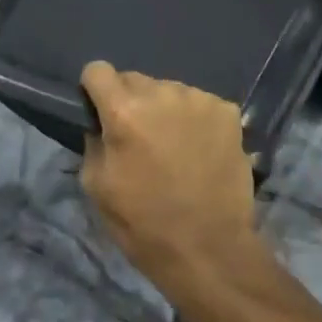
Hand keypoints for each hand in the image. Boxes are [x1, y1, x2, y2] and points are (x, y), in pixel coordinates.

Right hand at [79, 63, 259, 292]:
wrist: (211, 251)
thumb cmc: (145, 225)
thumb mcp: (97, 188)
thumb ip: (94, 142)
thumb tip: (100, 123)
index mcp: (125, 110)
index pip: (98, 70)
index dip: (95, 90)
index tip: (100, 111)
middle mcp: (162, 92)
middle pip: (135, 79)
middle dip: (131, 102)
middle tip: (139, 138)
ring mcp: (198, 99)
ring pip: (168, 91)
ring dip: (164, 110)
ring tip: (174, 148)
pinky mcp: (227, 111)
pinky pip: (199, 104)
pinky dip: (195, 120)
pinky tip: (200, 150)